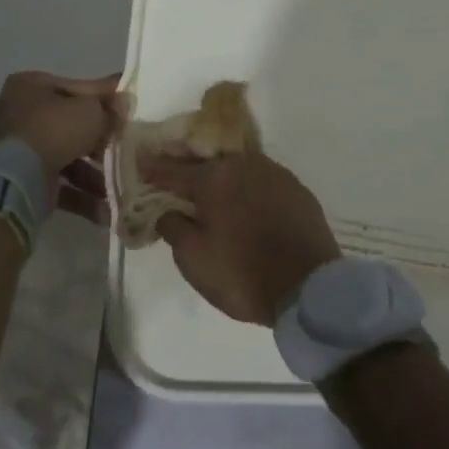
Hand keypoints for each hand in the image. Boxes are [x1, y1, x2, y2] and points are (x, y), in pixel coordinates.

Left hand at [0, 71, 125, 222]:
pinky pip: (57, 182)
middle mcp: (18, 114)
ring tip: (120, 184)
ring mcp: (16, 149)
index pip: (76, 88)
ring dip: (93, 173)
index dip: (104, 99)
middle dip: (98, 142)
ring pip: (65, 157)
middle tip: (124, 148)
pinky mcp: (19, 180)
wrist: (18, 179)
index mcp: (29, 86)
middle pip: (69, 125)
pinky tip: (106, 207)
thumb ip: (109, 107)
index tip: (126, 107)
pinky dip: (80, 194)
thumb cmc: (55, 130)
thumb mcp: (91, 111)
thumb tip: (122, 103)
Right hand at [139, 150, 341, 323]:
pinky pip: (261, 181)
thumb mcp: (193, 258)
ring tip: (209, 189)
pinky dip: (247, 188)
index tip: (139, 162)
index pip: (174, 169)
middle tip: (172, 174)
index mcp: (215, 178)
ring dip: (221, 177)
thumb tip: (168, 210)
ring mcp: (275, 174)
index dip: (154, 168)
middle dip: (188, 168)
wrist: (309, 286)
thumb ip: (173, 227)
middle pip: (208, 163)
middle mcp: (244, 165)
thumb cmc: (242, 274)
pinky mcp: (297, 189)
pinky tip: (243, 202)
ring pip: (238, 169)